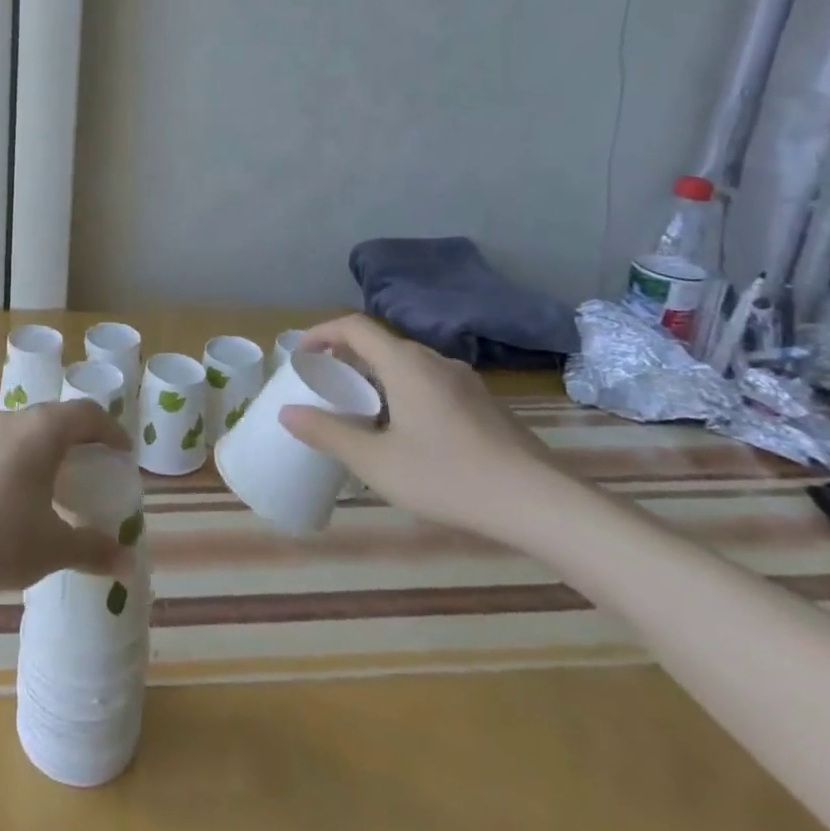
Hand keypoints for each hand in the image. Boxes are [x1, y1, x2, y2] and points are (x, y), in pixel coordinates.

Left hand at [0, 401, 133, 592]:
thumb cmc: (0, 536)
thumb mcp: (54, 547)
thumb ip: (94, 550)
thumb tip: (128, 564)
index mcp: (43, 431)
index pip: (87, 413)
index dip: (111, 430)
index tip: (124, 454)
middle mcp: (16, 420)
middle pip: (59, 415)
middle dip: (84, 436)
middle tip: (99, 464)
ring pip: (32, 427)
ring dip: (54, 445)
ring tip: (66, 478)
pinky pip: (10, 441)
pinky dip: (29, 455)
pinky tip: (28, 491)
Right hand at [278, 313, 566, 536]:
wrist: (542, 505)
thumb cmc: (449, 477)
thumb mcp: (376, 462)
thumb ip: (328, 433)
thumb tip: (287, 413)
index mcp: (405, 364)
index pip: (353, 326)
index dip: (321, 332)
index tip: (301, 355)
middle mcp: (434, 362)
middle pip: (380, 344)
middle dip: (346, 358)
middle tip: (326, 386)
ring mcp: (465, 383)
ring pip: (407, 365)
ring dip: (376, 377)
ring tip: (361, 411)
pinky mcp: (485, 406)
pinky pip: (431, 384)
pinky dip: (404, 393)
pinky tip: (407, 434)